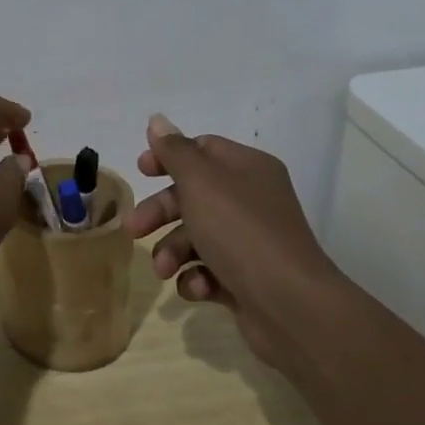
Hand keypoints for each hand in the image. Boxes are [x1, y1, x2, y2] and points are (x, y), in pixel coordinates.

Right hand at [125, 113, 337, 370]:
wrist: (290, 305)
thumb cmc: (240, 231)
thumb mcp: (200, 182)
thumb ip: (174, 151)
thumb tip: (157, 119)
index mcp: (247, 168)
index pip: (202, 149)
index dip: (168, 157)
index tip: (140, 171)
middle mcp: (252, 200)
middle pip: (193, 195)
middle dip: (161, 212)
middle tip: (134, 229)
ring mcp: (251, 241)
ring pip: (197, 236)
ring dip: (173, 250)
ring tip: (163, 270)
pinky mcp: (247, 279)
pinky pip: (210, 270)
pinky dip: (197, 277)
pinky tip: (196, 287)